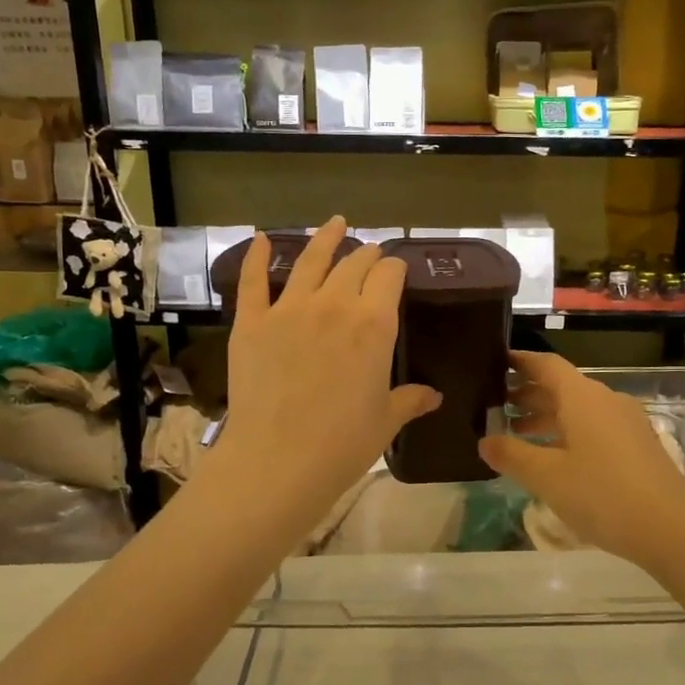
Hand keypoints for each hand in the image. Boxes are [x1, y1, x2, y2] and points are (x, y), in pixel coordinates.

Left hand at [208, 218, 439, 535]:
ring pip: (310, 261)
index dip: (395, 269)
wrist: (277, 461)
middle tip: (371, 253)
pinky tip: (260, 238)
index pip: (389, 276)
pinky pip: (254, 281)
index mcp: (374, 324)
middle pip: (353, 264)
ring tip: (336, 223)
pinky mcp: (252, 323)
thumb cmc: (343, 444)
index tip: (396, 271)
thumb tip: (433, 395)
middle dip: (366, 255)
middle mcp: (334, 305)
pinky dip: (257, 257)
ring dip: (325, 238)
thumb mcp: (385, 420)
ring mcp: (288, 310)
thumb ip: (410, 399)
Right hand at [480, 351, 684, 570]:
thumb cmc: (602, 494)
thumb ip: (512, 455)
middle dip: (528, 394)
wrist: (671, 527)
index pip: (546, 364)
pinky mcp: (637, 445)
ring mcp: (625, 422)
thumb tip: (485, 441)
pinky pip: (594, 427)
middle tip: (495, 407)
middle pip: (561, 386)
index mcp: (582, 396)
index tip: (495, 364)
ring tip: (516, 434)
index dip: (520, 362)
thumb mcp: (547, 477)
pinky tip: (553, 458)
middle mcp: (605, 400)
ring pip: (578, 409)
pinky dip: (567, 433)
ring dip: (547, 416)